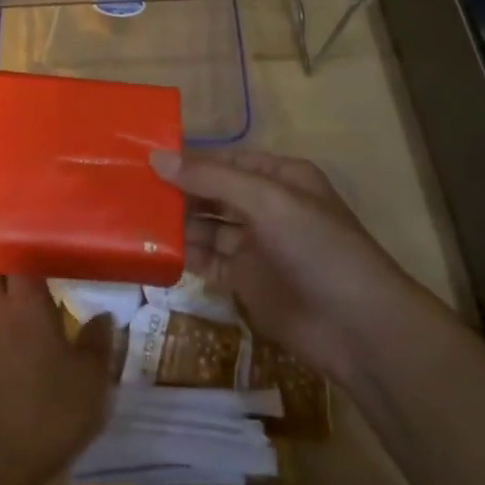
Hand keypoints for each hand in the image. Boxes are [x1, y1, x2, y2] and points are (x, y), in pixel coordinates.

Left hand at [0, 276, 114, 484]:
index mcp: (24, 302)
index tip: (48, 272)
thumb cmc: (46, 415)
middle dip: (6, 277)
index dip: (34, 262)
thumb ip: (97, 343)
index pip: (23, 262)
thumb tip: (103, 316)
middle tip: (26, 295)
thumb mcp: (89, 383)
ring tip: (2, 320)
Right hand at [151, 147, 423, 371]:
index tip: (142, 156)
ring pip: (205, 226)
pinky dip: (182, 253)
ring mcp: (255, 245)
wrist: (358, 328)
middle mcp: (265, 206)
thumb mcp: (266, 201)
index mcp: (279, 177)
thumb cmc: (317, 248)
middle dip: (176, 190)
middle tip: (127, 187)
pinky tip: (150, 248)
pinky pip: (206, 260)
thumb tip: (156, 157)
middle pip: (211, 192)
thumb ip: (210, 179)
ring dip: (175, 221)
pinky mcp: (245, 281)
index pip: (224, 160)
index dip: (187, 158)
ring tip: (130, 215)